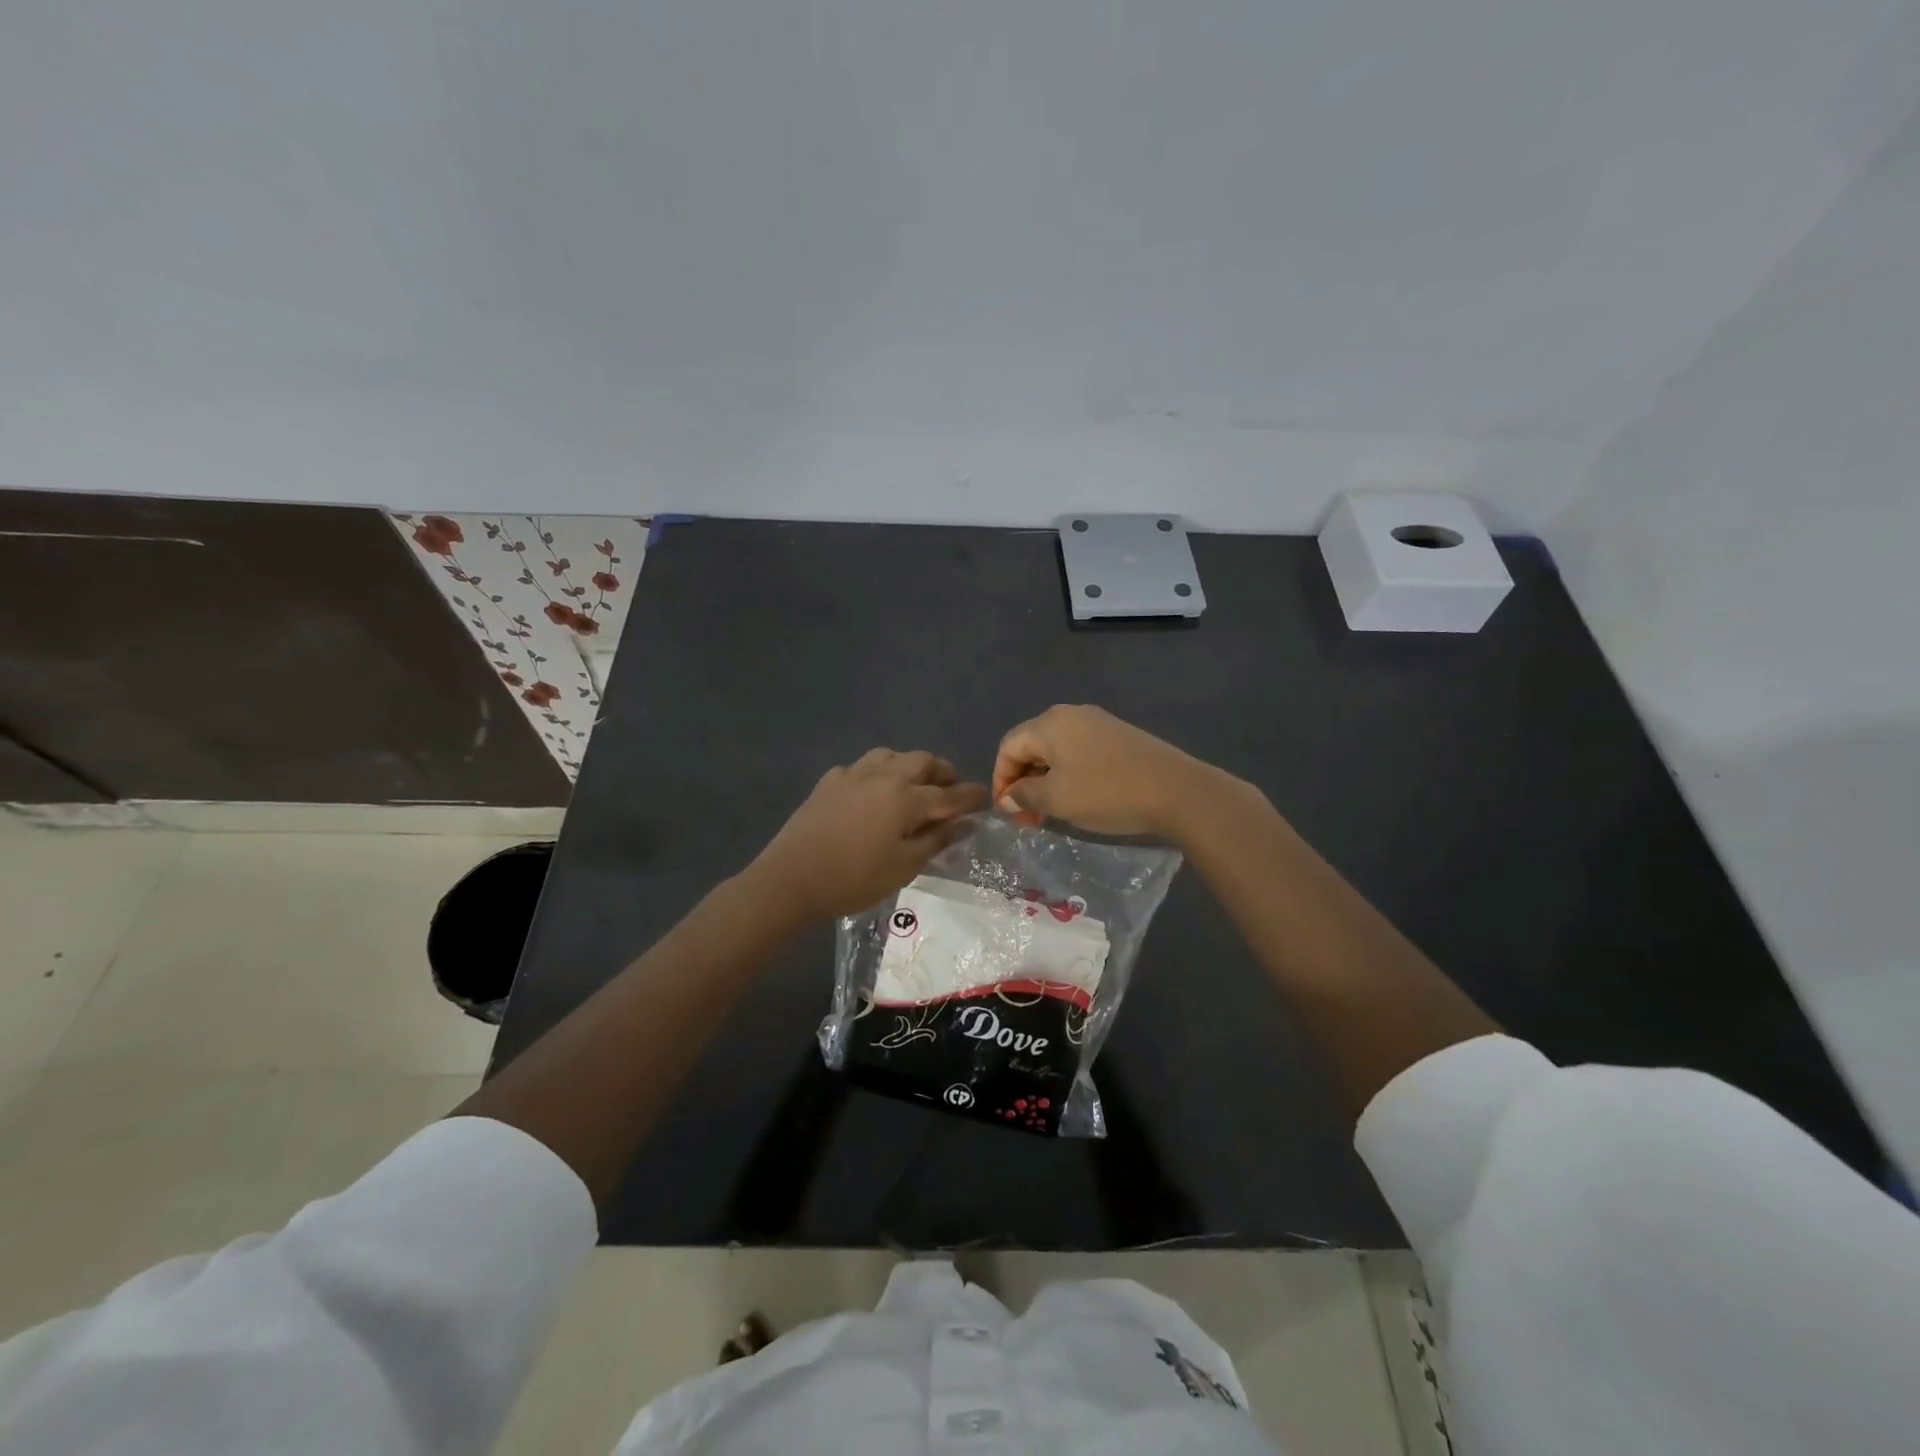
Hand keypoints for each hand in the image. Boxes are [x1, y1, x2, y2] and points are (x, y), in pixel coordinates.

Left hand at [751, 749, 988, 919]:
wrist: (791, 879)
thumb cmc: (855, 879)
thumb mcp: (905, 866)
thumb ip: (937, 840)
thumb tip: (965, 823)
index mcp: (906, 797)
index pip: (949, 793)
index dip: (970, 795)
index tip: (983, 797)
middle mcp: (883, 776)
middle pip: (922, 761)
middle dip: (942, 772)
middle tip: (949, 790)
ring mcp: (852, 774)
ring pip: (890, 755)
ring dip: (908, 765)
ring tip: (912, 785)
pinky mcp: (829, 781)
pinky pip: (861, 766)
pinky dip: (876, 774)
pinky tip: (871, 792)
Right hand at [992, 705, 1218, 836]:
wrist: (1176, 790)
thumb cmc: (1106, 792)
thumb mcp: (1056, 799)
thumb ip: (1024, 796)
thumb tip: (1010, 797)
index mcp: (1050, 723)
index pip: (1008, 746)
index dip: (1000, 780)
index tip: (1007, 813)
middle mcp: (1071, 714)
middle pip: (1031, 745)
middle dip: (1022, 782)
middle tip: (1028, 817)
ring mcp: (1098, 723)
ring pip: (1056, 750)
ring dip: (1045, 781)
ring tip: (1050, 812)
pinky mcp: (1119, 736)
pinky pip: (1079, 752)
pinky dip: (1068, 775)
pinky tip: (1078, 798)